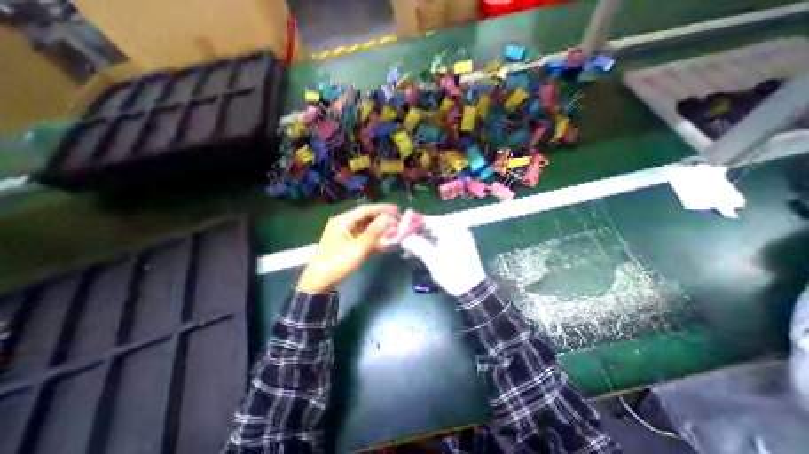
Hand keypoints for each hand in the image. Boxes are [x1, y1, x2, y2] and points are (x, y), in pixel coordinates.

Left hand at [296, 205, 398, 292]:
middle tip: (399, 220)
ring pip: (366, 227)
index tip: (397, 210)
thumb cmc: (338, 262)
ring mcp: (345, 233)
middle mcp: (344, 223)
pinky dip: (374, 238)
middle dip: (383, 219)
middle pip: (366, 217)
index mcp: (343, 220)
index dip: (382, 209)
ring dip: (380, 229)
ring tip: (395, 230)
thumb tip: (389, 218)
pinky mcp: (347, 242)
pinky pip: (363, 236)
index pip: (366, 210)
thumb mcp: (359, 247)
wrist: (320, 281)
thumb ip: (375, 232)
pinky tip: (385, 242)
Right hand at [399, 216, 482, 296]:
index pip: (429, 220)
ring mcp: (459, 238)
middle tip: (404, 238)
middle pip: (433, 226)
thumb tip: (403, 237)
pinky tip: (421, 249)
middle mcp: (457, 229)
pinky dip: (431, 243)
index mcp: (452, 229)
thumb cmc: (452, 272)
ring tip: (410, 245)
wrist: (472, 289)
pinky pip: (442, 239)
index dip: (414, 223)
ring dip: (423, 238)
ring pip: (437, 233)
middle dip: (417, 232)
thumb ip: (416, 244)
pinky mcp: (459, 246)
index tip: (401, 228)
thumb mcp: (431, 258)